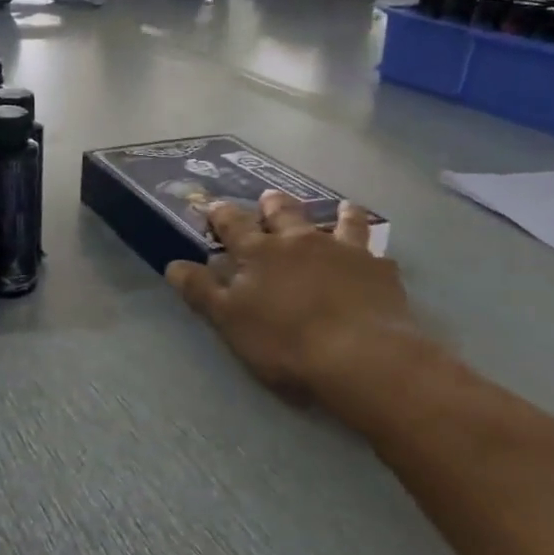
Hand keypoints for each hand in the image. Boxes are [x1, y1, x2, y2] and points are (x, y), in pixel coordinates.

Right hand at [166, 191, 431, 422]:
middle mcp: (301, 241)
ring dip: (338, 213)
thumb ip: (202, 291)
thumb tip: (173, 264)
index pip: (233, 224)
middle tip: (269, 198)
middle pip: (284, 213)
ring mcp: (344, 251)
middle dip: (273, 204)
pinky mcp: (380, 271)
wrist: (361, 356)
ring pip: (342, 222)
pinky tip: (376, 257)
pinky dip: (371, 251)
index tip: (213, 205)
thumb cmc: (285, 342)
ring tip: (342, 207)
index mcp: (260, 253)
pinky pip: (376, 253)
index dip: (221, 214)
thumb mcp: (230, 321)